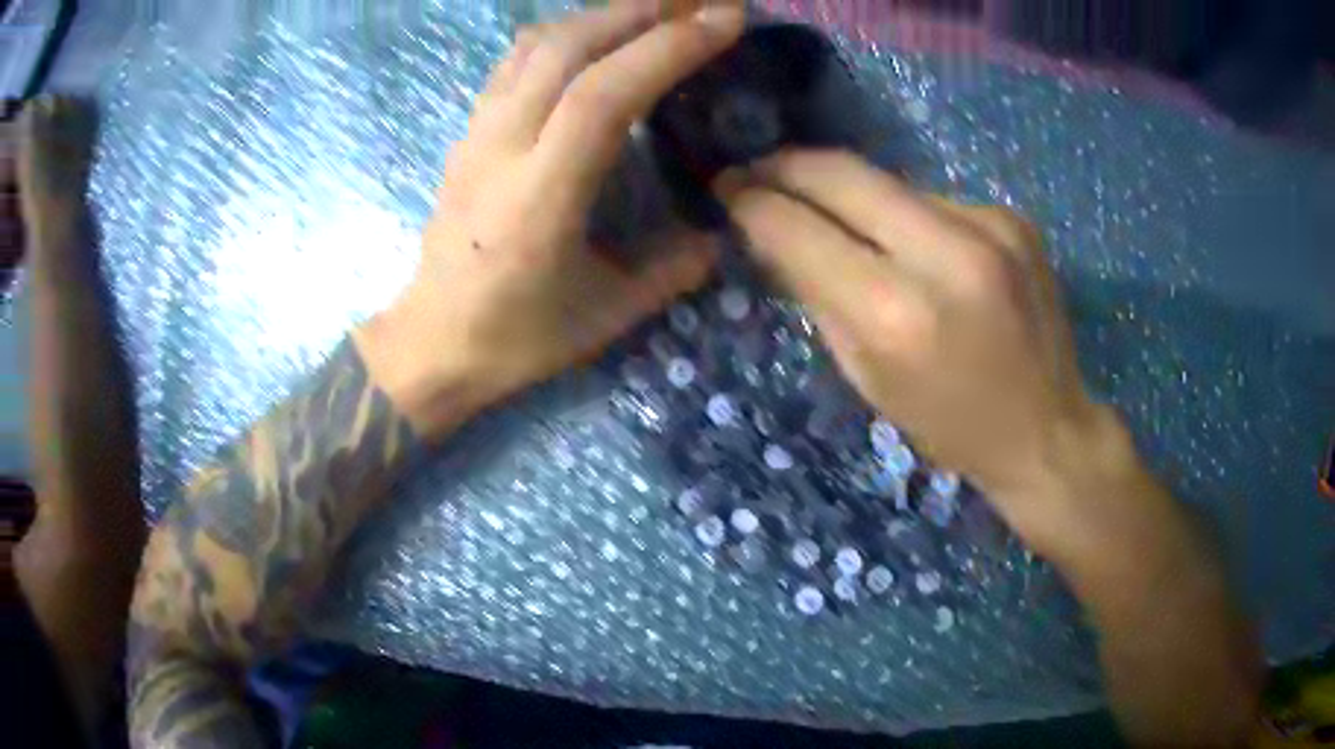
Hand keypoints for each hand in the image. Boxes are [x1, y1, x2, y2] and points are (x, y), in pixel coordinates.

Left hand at [358, 4, 745, 436]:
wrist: (430, 342)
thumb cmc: (514, 338)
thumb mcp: (608, 316)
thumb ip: (676, 268)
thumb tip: (727, 231)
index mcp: (540, 198)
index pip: (604, 95)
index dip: (668, 47)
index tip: (726, 20)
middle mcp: (501, 148)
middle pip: (568, 46)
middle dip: (643, 9)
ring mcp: (477, 133)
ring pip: (538, 43)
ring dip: (604, 13)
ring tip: (659, 9)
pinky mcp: (468, 131)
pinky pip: (516, 60)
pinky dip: (566, 33)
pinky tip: (598, 37)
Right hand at [716, 150, 1134, 552]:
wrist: (1047, 429)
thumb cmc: (949, 425)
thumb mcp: (867, 377)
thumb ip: (817, 295)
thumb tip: (774, 232)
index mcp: (897, 315)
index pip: (800, 229)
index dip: (753, 203)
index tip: (727, 191)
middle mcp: (945, 254)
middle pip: (841, 173)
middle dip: (786, 166)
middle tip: (755, 172)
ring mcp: (988, 225)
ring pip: (888, 182)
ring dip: (849, 194)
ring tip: (835, 219)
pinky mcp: (1012, 216)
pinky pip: (933, 199)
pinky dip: (906, 215)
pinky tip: (911, 245)